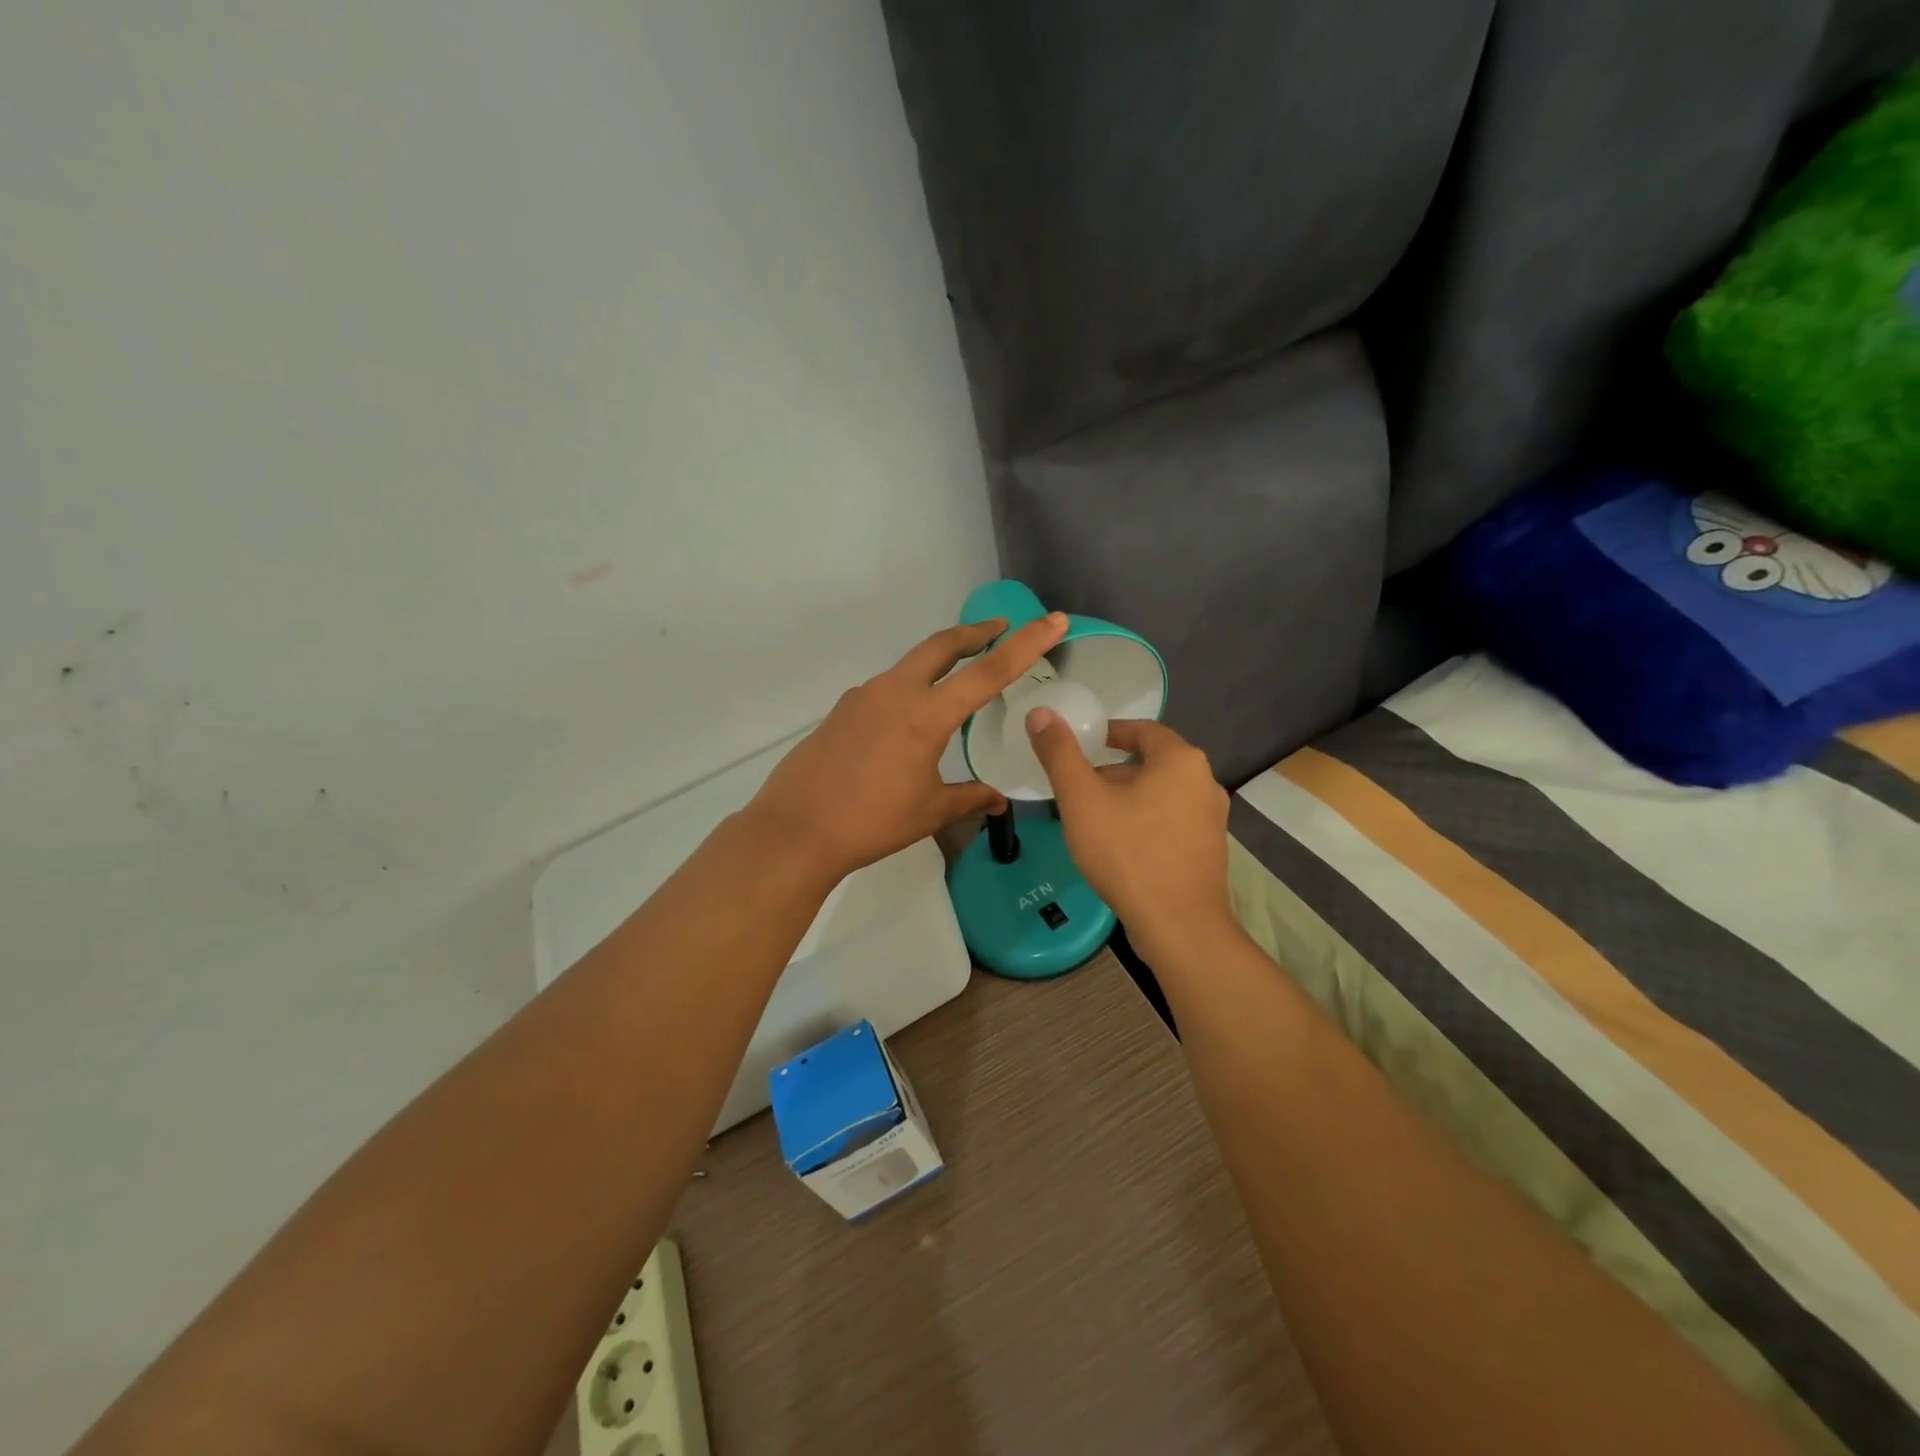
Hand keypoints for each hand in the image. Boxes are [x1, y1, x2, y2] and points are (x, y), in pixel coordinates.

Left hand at [746, 612, 1070, 877]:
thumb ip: (969, 798)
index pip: (989, 672)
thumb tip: (998, 800)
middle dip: (975, 632)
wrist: (796, 830)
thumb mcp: (929, 811)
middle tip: (999, 628)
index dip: (1026, 645)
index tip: (1052, 620)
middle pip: (941, 645)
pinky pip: (885, 689)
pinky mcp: (842, 711)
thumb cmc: (872, 822)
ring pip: (910, 665)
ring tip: (957, 679)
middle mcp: (895, 692)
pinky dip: (909, 689)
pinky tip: (908, 721)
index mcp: (926, 714)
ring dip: (939, 661)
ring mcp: (863, 697)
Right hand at [1026, 713, 1233, 963]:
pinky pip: (1172, 821)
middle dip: (1114, 770)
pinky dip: (1145, 821)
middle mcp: (1205, 782)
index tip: (1081, 745)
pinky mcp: (1209, 850)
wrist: (1178, 925)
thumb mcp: (1082, 799)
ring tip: (1093, 817)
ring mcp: (1212, 819)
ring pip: (1162, 794)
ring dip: (1129, 798)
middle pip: (1153, 763)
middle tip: (1079, 786)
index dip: (1109, 733)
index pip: (1143, 730)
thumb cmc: (1128, 852)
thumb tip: (1040, 713)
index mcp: (1181, 760)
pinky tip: (1120, 846)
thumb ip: (1060, 754)